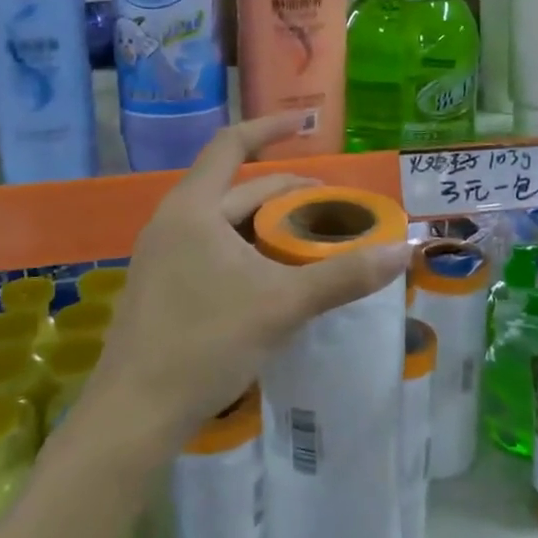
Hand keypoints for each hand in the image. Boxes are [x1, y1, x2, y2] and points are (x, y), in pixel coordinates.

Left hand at [85, 114, 412, 447]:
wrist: (134, 414)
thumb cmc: (205, 343)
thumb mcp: (281, 305)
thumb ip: (343, 276)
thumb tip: (402, 252)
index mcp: (193, 208)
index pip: (232, 145)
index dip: (270, 127)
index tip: (307, 123)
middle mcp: (174, 222)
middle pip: (238, 189)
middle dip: (287, 193)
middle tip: (334, 207)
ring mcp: (164, 256)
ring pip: (227, 224)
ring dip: (269, 224)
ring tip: (312, 239)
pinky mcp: (164, 288)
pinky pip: (214, 250)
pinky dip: (250, 250)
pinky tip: (276, 276)